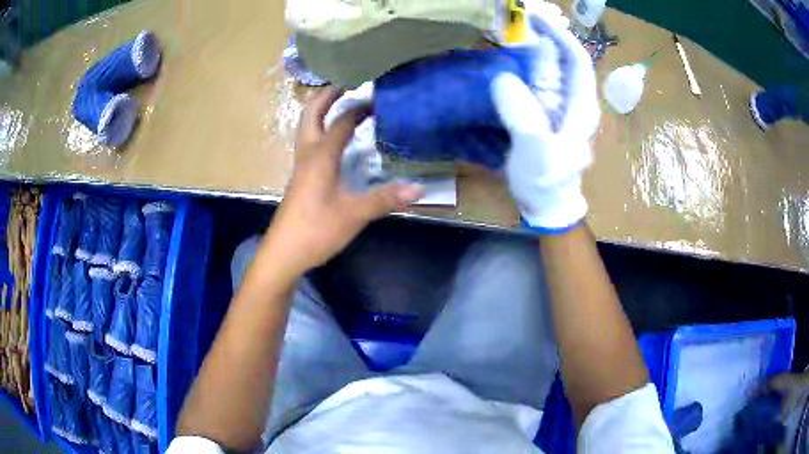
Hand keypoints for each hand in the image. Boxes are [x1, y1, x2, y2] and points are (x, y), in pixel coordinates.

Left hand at [262, 88, 423, 276]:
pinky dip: (322, 130)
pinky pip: (309, 143)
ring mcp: (301, 166)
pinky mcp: (300, 178)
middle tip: (348, 83)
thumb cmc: (316, 230)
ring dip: (322, 111)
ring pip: (307, 127)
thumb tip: (419, 187)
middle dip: (328, 95)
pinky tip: (335, 142)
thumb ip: (385, 198)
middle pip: (312, 113)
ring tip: (342, 104)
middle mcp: (307, 154)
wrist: (283, 253)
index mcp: (320, 155)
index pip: (341, 121)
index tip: (379, 97)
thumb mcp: (354, 214)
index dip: (360, 108)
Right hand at [492, 13, 599, 231]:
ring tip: (511, 29)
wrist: (546, 205)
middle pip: (564, 60)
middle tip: (518, 17)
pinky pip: (536, 82)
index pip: (578, 61)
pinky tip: (509, 58)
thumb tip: (503, 79)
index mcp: (581, 108)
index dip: (560, 35)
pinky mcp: (544, 112)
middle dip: (545, 35)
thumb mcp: (538, 153)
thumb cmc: (547, 183)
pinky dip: (523, 66)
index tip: (536, 17)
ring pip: (550, 69)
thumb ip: (524, 116)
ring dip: (533, 47)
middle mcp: (574, 101)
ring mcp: (559, 106)